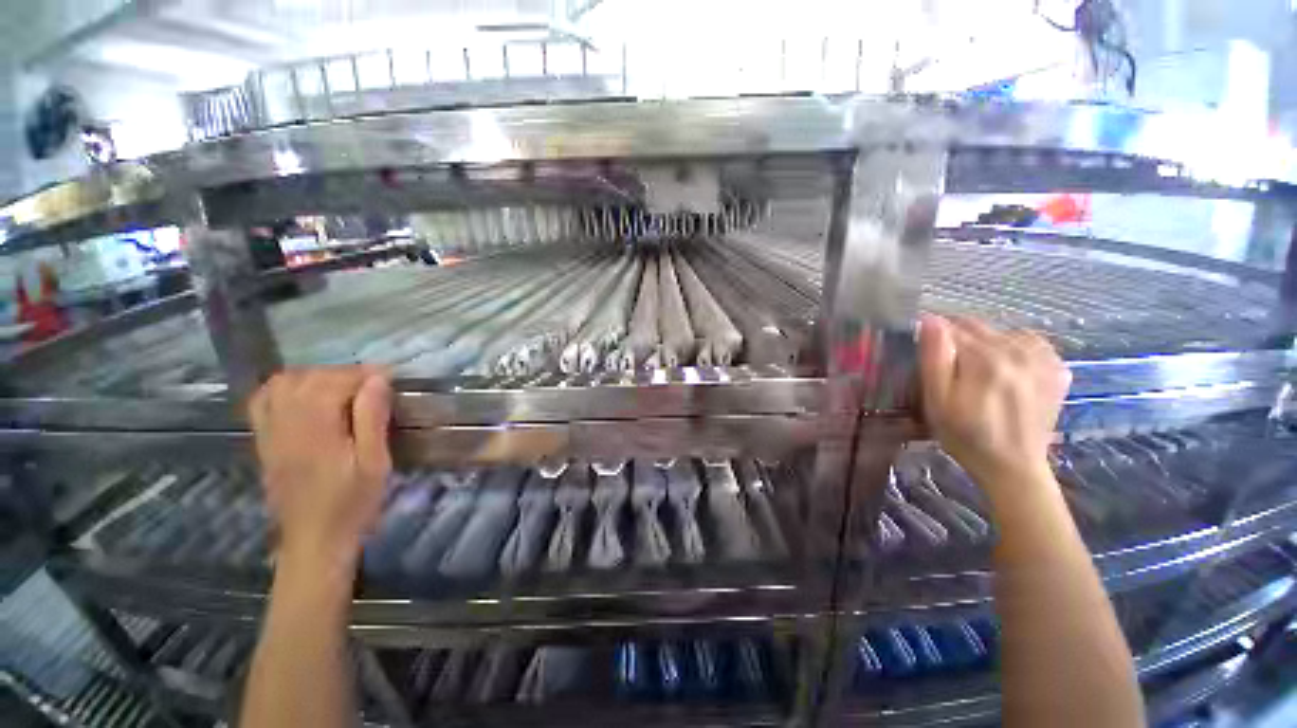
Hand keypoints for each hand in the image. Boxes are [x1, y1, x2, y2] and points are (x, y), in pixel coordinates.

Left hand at [249, 367, 392, 566]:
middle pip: (308, 378)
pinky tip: (305, 396)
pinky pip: (263, 401)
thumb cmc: (353, 503)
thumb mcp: (375, 462)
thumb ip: (372, 418)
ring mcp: (270, 433)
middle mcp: (286, 425)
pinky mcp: (264, 442)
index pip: (334, 382)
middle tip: (372, 384)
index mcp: (316, 429)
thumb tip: (377, 380)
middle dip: (343, 373)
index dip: (364, 374)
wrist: (315, 541)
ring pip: (282, 385)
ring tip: (341, 388)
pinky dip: (284, 388)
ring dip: (314, 377)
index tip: (390, 376)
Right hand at [918, 315, 1070, 495]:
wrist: (1013, 467)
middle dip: (957, 338)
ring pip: (1002, 332)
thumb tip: (930, 320)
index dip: (932, 335)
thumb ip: (934, 358)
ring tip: (975, 369)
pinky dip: (1013, 348)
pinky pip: (1029, 343)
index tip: (922, 349)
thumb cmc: (965, 435)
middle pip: (978, 327)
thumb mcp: (937, 401)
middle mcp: (1019, 351)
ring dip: (984, 342)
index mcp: (985, 358)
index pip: (951, 328)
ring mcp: (1043, 359)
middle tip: (947, 365)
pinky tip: (1006, 368)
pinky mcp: (1057, 369)